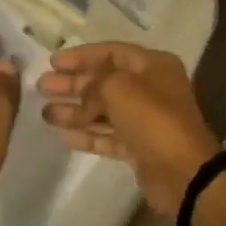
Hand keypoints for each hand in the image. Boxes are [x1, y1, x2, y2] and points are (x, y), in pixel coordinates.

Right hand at [37, 43, 221, 216]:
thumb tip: (81, 90)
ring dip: (75, 111)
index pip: (112, 52)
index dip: (81, 56)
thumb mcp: (119, 88)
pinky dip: (88, 134)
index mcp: (153, 66)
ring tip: (44, 113)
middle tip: (42, 86)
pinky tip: (64, 135)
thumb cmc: (153, 118)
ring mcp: (145, 120)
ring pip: (104, 110)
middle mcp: (150, 89)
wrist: (183, 172)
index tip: (53, 62)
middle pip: (104, 81)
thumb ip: (94, 83)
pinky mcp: (139, 148)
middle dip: (73, 84)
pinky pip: (108, 136)